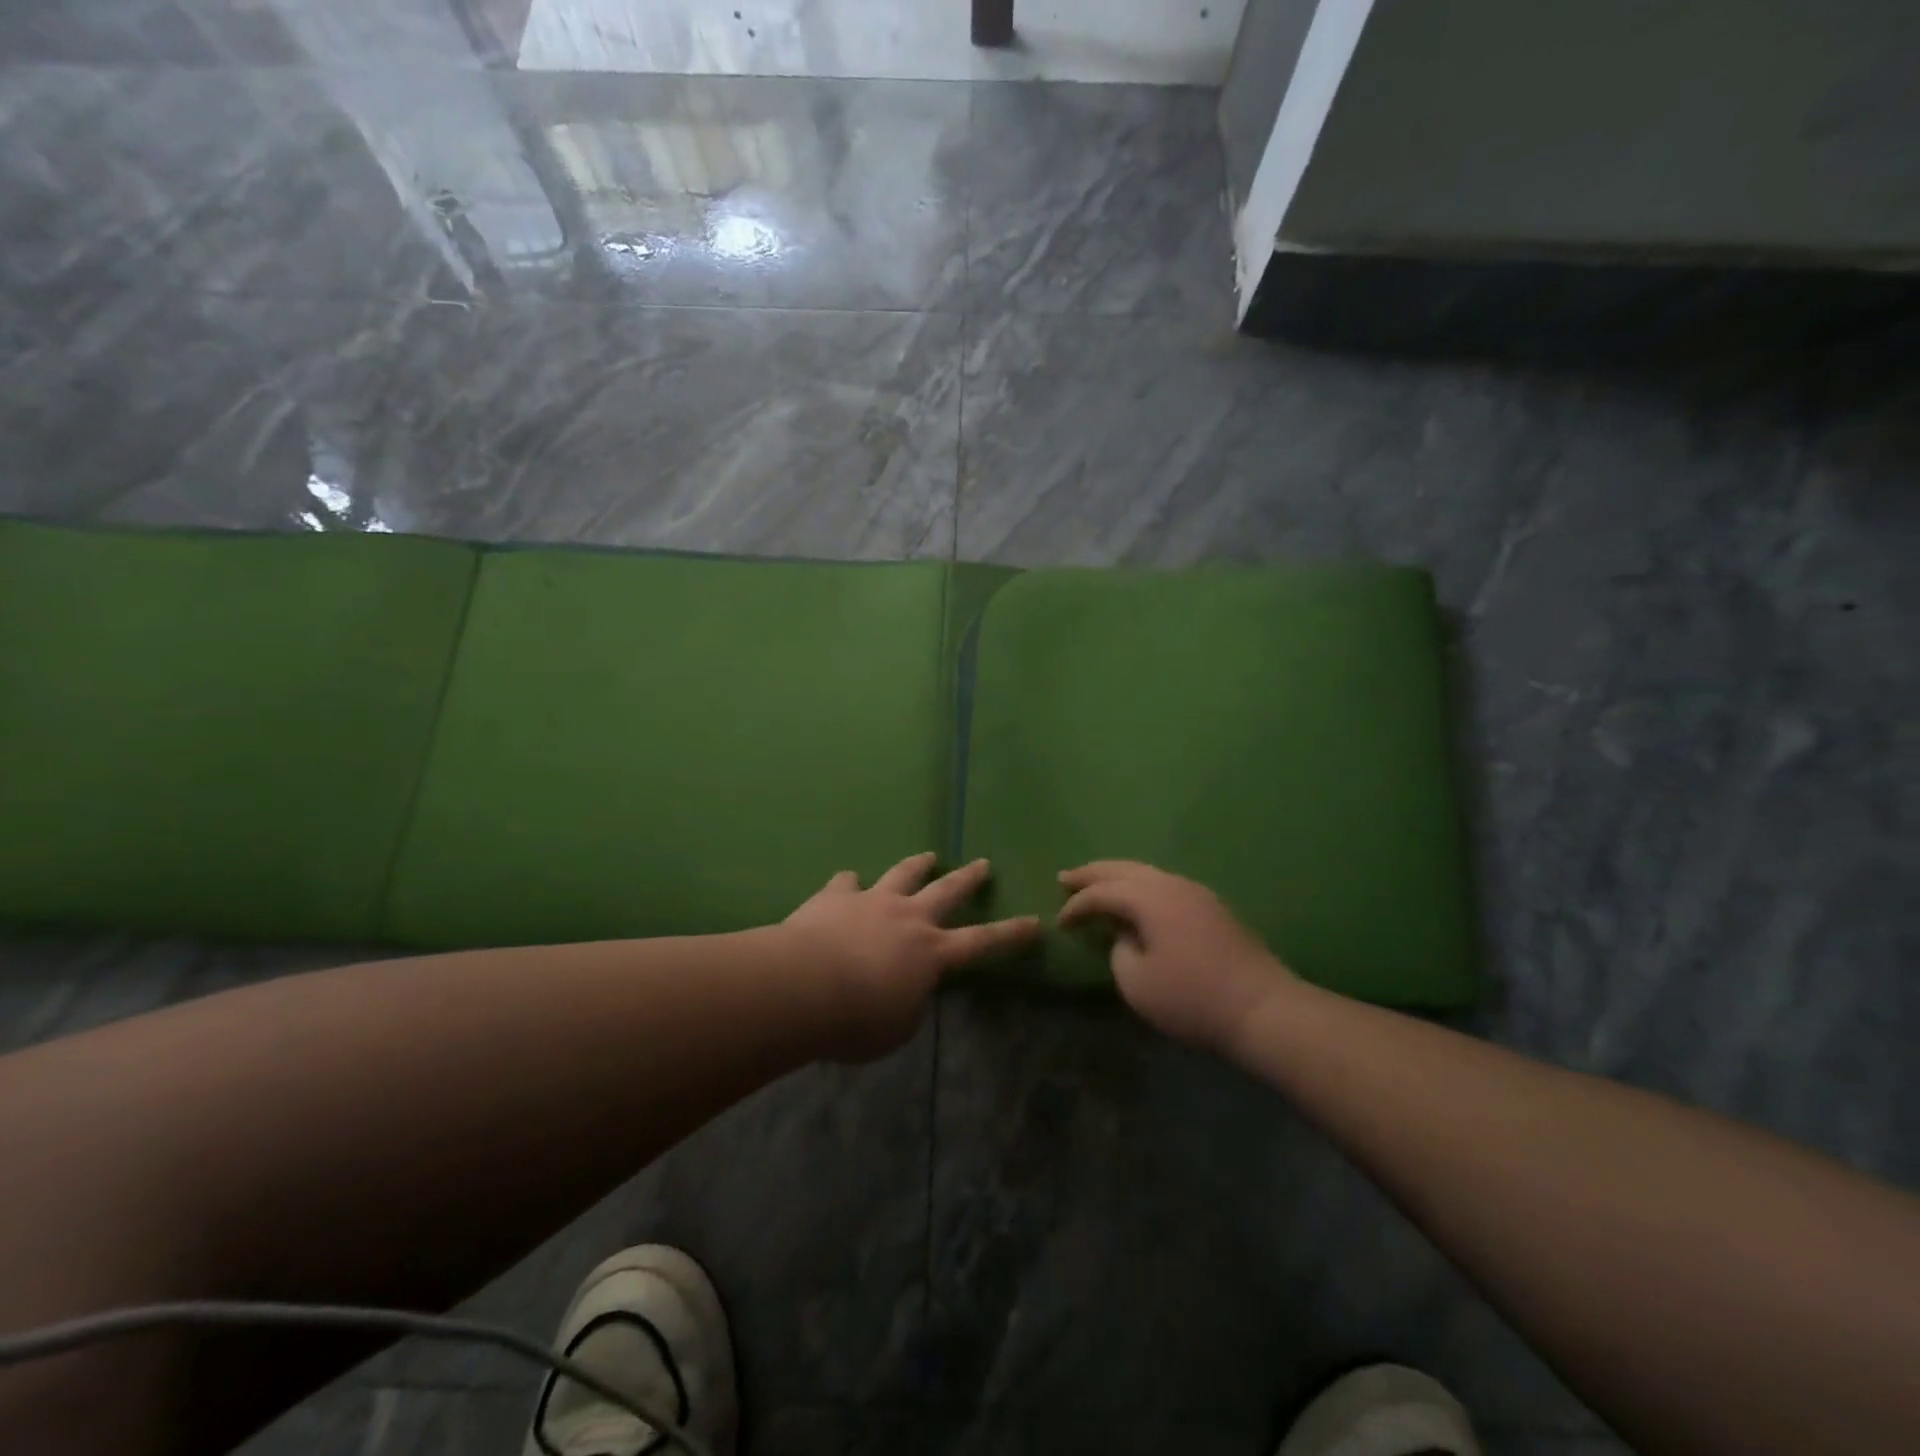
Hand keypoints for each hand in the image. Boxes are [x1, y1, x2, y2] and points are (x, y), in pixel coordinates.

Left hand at [784, 852, 1039, 1058]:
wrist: (803, 985)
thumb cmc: (857, 1019)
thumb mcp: (897, 1027)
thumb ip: (910, 1003)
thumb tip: (906, 988)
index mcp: (931, 952)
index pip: (982, 942)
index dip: (1010, 935)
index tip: (1034, 922)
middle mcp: (908, 917)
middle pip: (947, 891)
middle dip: (968, 879)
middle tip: (982, 864)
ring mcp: (872, 900)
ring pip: (902, 874)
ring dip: (917, 865)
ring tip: (928, 856)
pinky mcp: (836, 896)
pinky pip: (846, 883)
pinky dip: (850, 883)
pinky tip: (847, 883)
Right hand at [1057, 861, 1294, 1052]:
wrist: (1263, 1008)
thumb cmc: (1192, 998)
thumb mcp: (1137, 983)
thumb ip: (1119, 952)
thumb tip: (1126, 936)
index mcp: (1149, 897)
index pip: (1102, 893)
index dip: (1076, 906)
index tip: (1059, 923)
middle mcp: (1171, 884)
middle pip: (1123, 869)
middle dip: (1092, 873)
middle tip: (1065, 877)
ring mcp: (1196, 893)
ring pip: (1147, 873)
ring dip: (1118, 877)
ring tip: (1096, 884)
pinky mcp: (1212, 908)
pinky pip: (1165, 885)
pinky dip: (1140, 887)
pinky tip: (1136, 901)